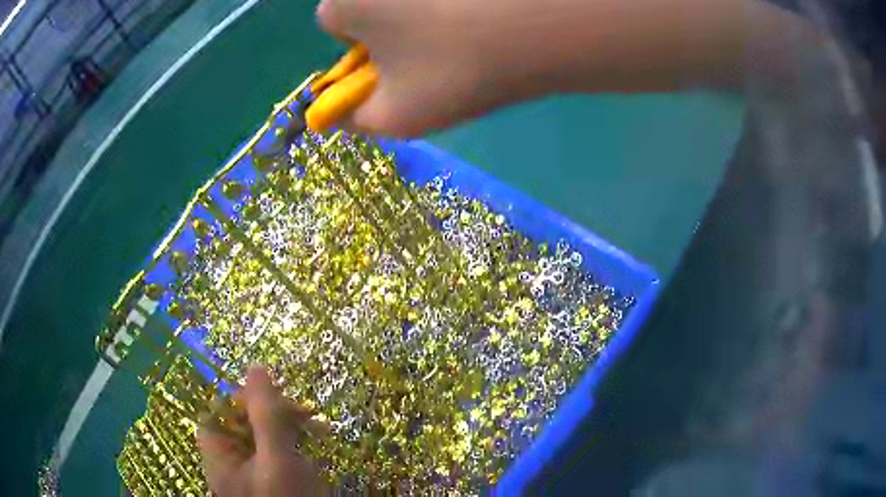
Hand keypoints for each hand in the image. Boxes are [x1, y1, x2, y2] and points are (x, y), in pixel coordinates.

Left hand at [198, 367, 329, 496]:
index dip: (245, 399)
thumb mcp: (278, 457)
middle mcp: (231, 460)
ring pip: (265, 435)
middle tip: (308, 417)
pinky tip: (318, 446)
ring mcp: (253, 471)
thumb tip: (256, 367)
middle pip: (244, 421)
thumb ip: (266, 414)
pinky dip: (298, 446)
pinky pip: (281, 452)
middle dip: (277, 414)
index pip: (220, 410)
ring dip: (292, 429)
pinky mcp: (274, 478)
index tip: (277, 399)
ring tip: (321, 432)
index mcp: (218, 452)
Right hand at [315, 0, 752, 137]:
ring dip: (424, 13)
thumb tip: (341, 113)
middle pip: (371, 3)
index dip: (360, 47)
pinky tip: (484, 14)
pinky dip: (455, 6)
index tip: (396, 59)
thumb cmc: (455, 70)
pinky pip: (439, 0)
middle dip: (391, 26)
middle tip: (436, 47)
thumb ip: (356, 119)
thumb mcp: (397, 116)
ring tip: (468, 30)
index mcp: (345, 3)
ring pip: (410, 0)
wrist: (539, 27)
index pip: (334, 23)